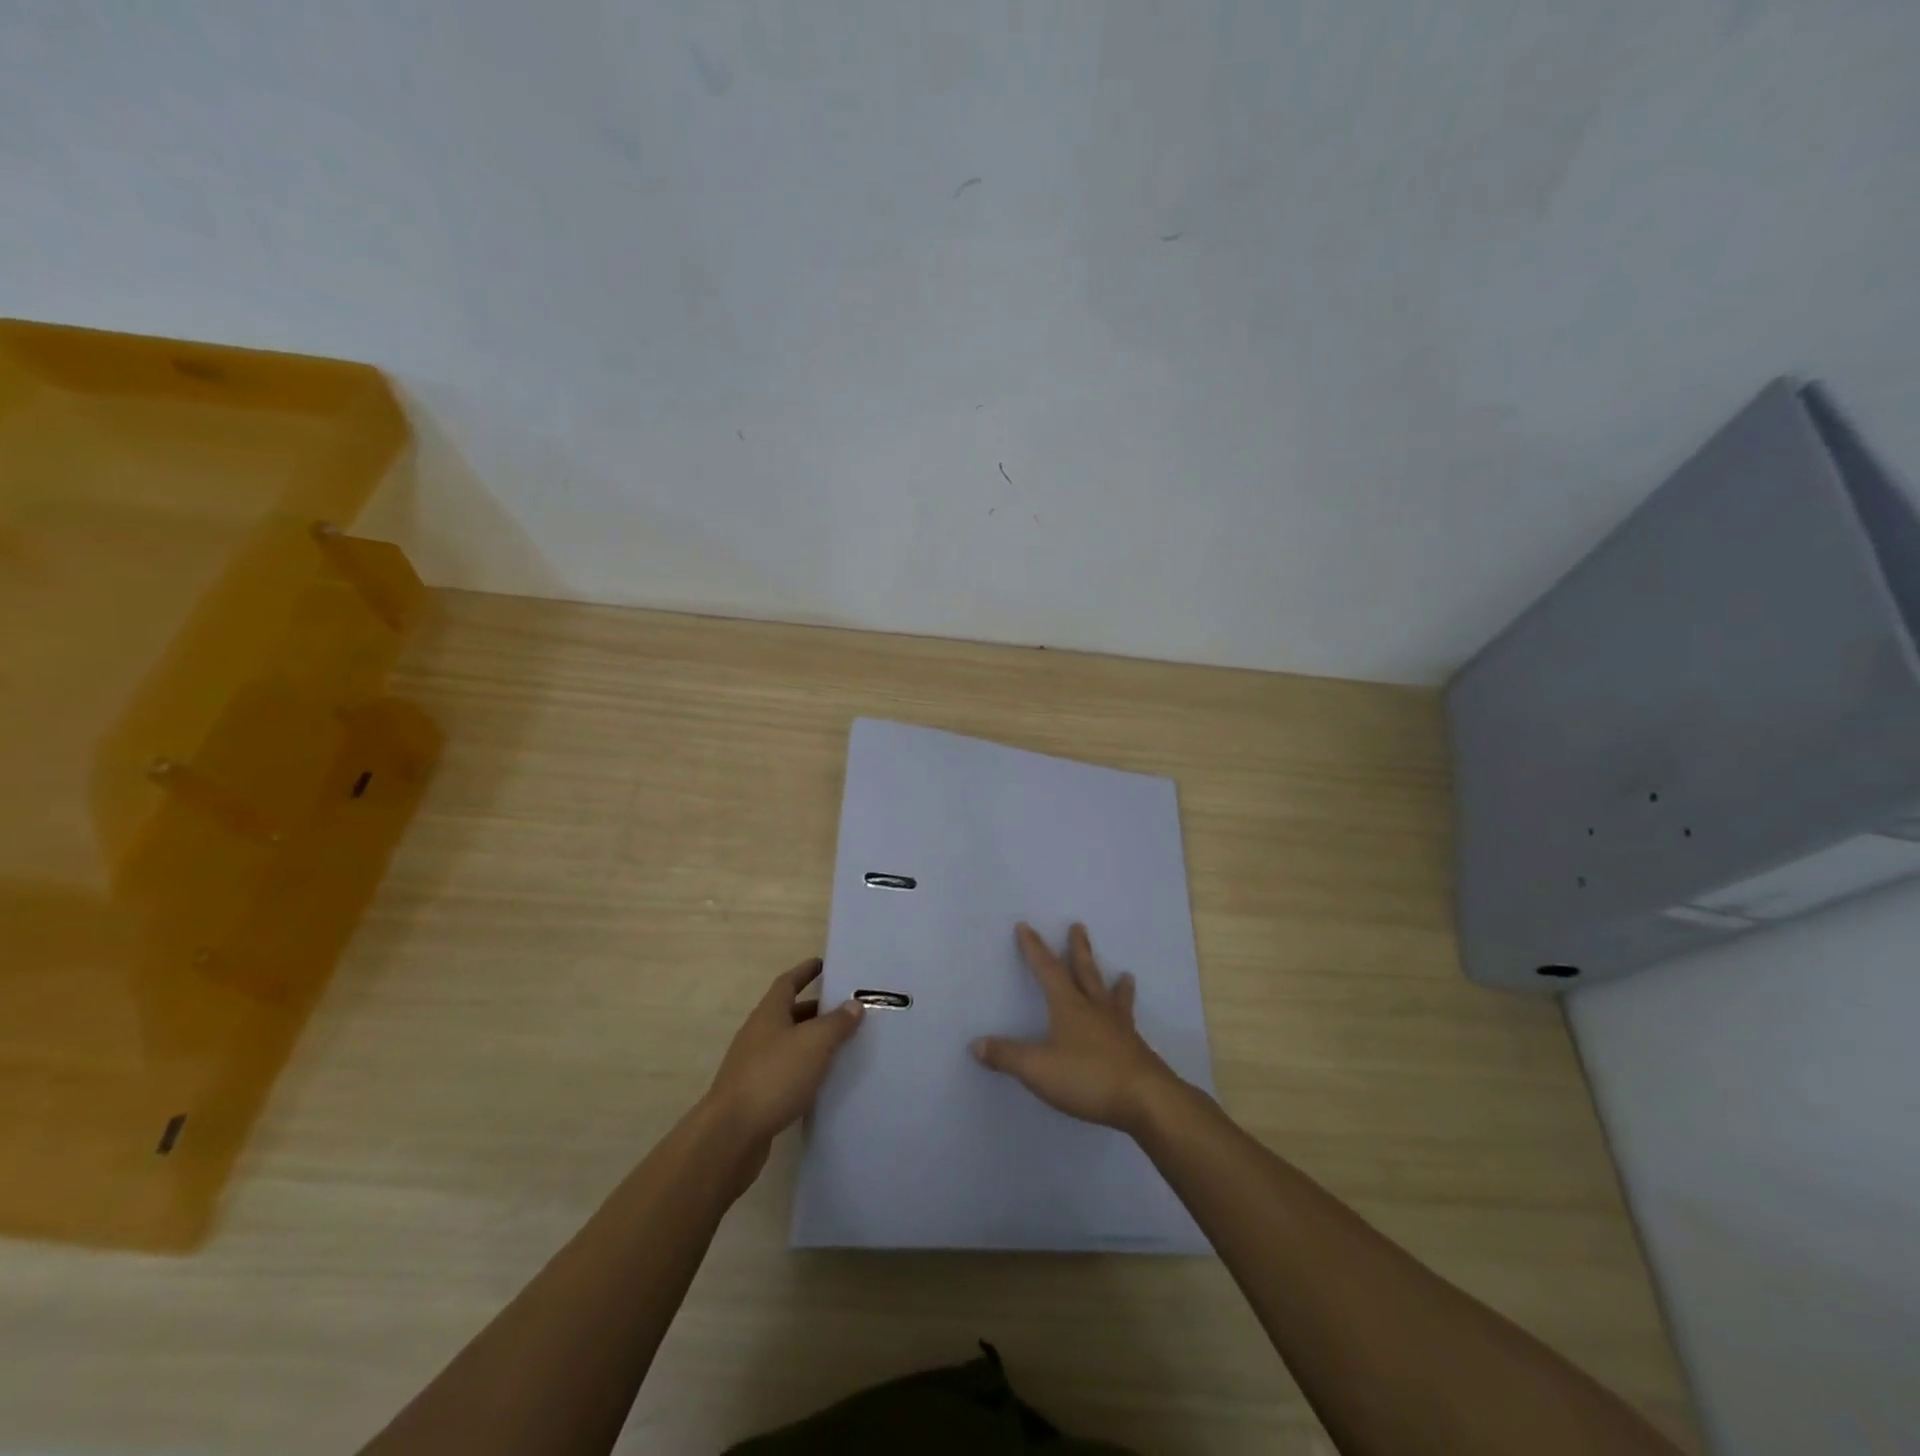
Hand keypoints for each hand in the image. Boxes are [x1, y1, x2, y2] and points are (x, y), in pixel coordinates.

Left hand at [706, 959, 864, 1149]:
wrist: (731, 1135)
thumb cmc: (774, 1076)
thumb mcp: (814, 1044)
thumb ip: (836, 1023)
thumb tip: (854, 1004)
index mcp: (769, 1014)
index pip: (788, 983)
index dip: (805, 971)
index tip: (823, 964)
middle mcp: (758, 1034)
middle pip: (788, 1013)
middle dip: (815, 1009)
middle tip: (844, 1009)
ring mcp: (753, 1065)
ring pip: (788, 1044)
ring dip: (811, 1041)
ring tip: (841, 1044)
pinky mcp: (755, 1094)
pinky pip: (785, 1071)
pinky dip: (804, 1069)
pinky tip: (822, 1080)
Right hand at [971, 923, 1183, 1135]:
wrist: (1146, 1099)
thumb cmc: (1088, 1077)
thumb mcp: (1037, 1068)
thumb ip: (1007, 1055)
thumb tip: (976, 1044)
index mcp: (1069, 1006)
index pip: (1047, 970)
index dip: (1034, 948)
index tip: (1026, 926)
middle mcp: (1095, 1010)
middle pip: (1085, 972)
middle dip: (1078, 950)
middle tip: (1078, 926)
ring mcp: (1119, 1029)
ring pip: (1113, 997)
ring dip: (1115, 984)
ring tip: (1126, 974)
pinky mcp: (1135, 1050)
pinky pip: (1129, 1023)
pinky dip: (1128, 1016)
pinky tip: (1132, 1024)